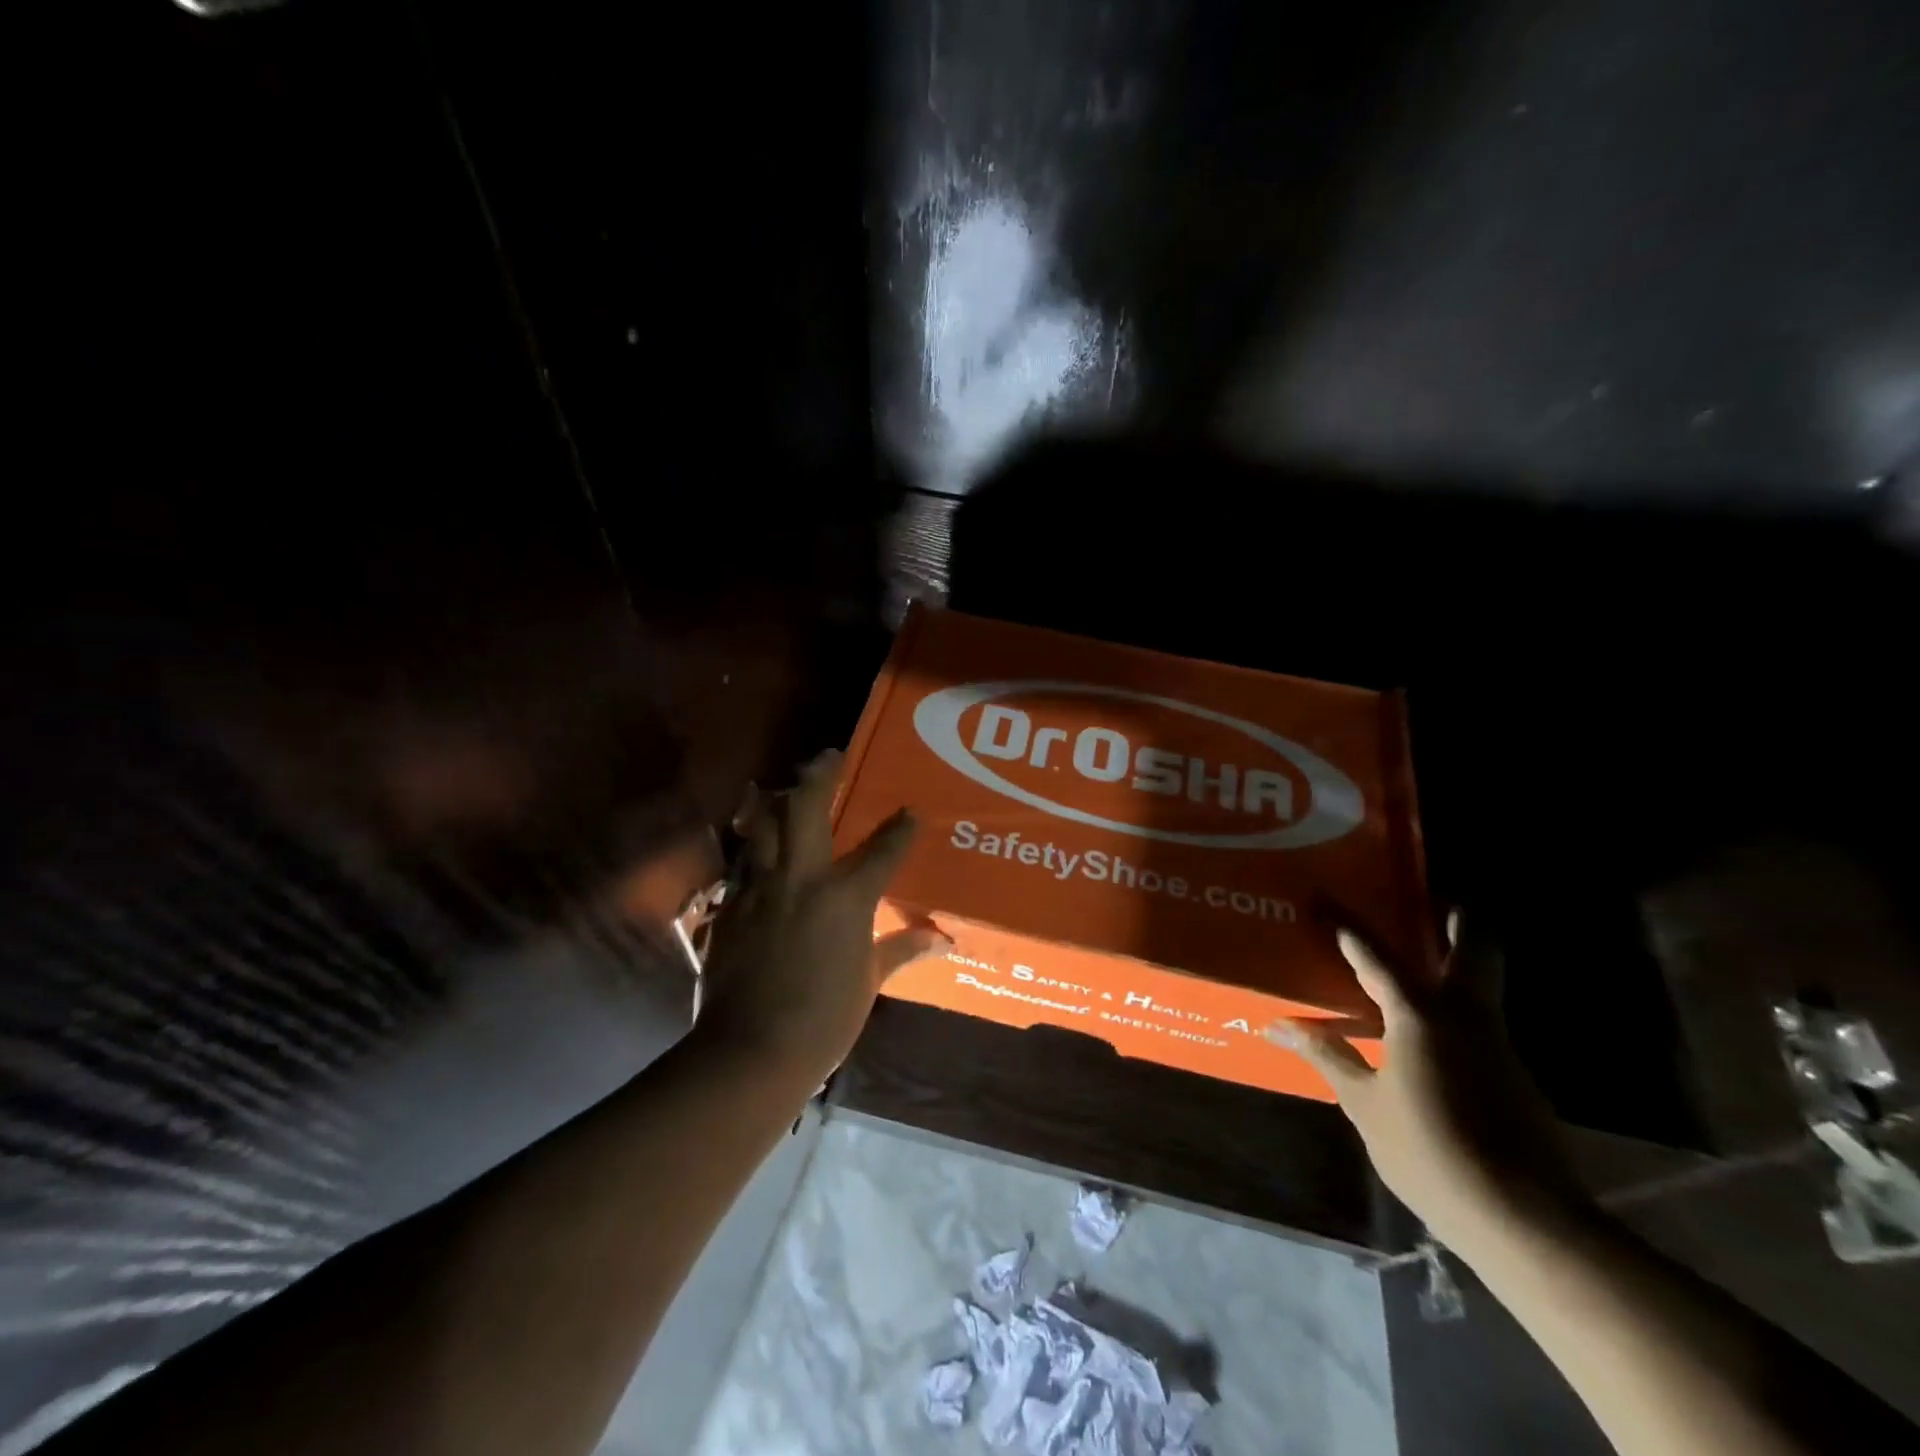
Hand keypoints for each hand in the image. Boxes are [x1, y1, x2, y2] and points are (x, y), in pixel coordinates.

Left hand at [694, 750, 948, 1077]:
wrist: (750, 1051)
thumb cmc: (823, 1019)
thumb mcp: (869, 983)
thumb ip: (904, 950)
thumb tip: (946, 940)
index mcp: (845, 897)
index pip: (882, 850)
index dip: (901, 828)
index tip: (911, 812)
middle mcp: (802, 879)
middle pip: (806, 810)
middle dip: (819, 776)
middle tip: (829, 755)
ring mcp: (760, 889)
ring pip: (763, 826)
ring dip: (774, 801)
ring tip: (779, 787)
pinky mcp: (730, 908)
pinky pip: (743, 865)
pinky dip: (752, 849)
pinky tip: (755, 849)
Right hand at [1271, 915, 1582, 1245]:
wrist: (1526, 1222)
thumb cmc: (1430, 1153)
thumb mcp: (1364, 1105)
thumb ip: (1326, 1056)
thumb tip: (1277, 1026)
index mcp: (1421, 1017)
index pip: (1377, 959)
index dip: (1348, 930)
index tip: (1324, 902)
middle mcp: (1467, 1017)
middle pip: (1475, 949)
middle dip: (1459, 919)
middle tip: (1435, 897)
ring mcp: (1498, 1046)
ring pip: (1482, 985)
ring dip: (1459, 962)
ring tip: (1421, 959)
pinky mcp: (1515, 1077)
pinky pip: (1481, 1023)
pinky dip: (1456, 1009)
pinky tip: (1430, 1034)